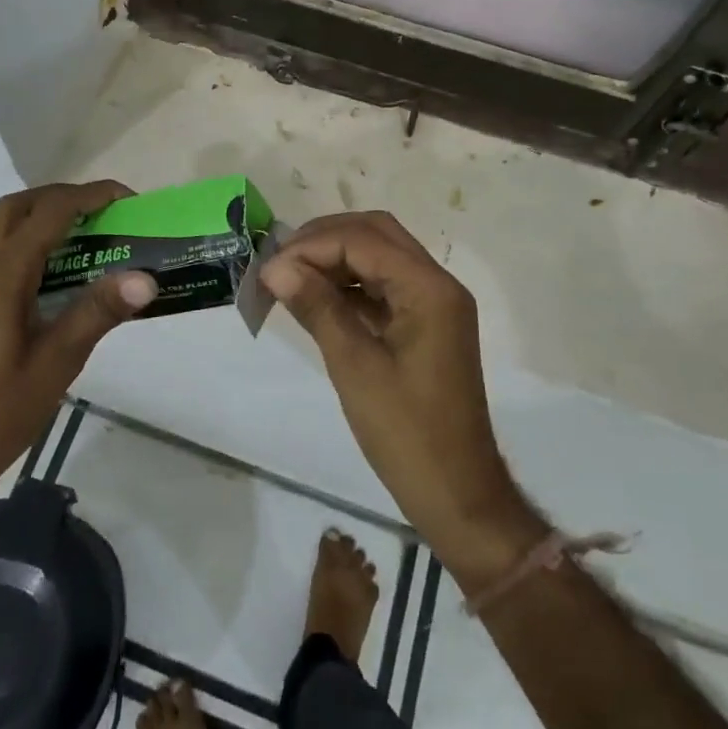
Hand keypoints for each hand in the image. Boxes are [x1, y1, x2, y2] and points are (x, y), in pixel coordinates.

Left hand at [0, 181, 157, 496]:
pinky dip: (33, 243)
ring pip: (5, 228)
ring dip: (45, 218)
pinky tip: (60, 275)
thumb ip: (98, 312)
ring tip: (90, 237)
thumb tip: (146, 278)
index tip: (128, 200)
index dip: (90, 197)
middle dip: (63, 198)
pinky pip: (1, 252)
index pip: (49, 214)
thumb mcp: (57, 362)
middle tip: (105, 212)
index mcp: (2, 275)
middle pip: (18, 207)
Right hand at [261, 211, 539, 582]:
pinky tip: (316, 297)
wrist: (458, 494)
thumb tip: (275, 267)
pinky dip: (350, 284)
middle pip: (376, 234)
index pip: (364, 240)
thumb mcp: (355, 367)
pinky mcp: (425, 323)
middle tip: (280, 261)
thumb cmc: (407, 434)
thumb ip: (317, 307)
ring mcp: (434, 303)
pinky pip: (384, 285)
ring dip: (335, 258)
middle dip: (325, 239)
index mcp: (429, 289)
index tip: (269, 268)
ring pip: (380, 255)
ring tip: (290, 276)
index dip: (312, 246)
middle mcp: (437, 283)